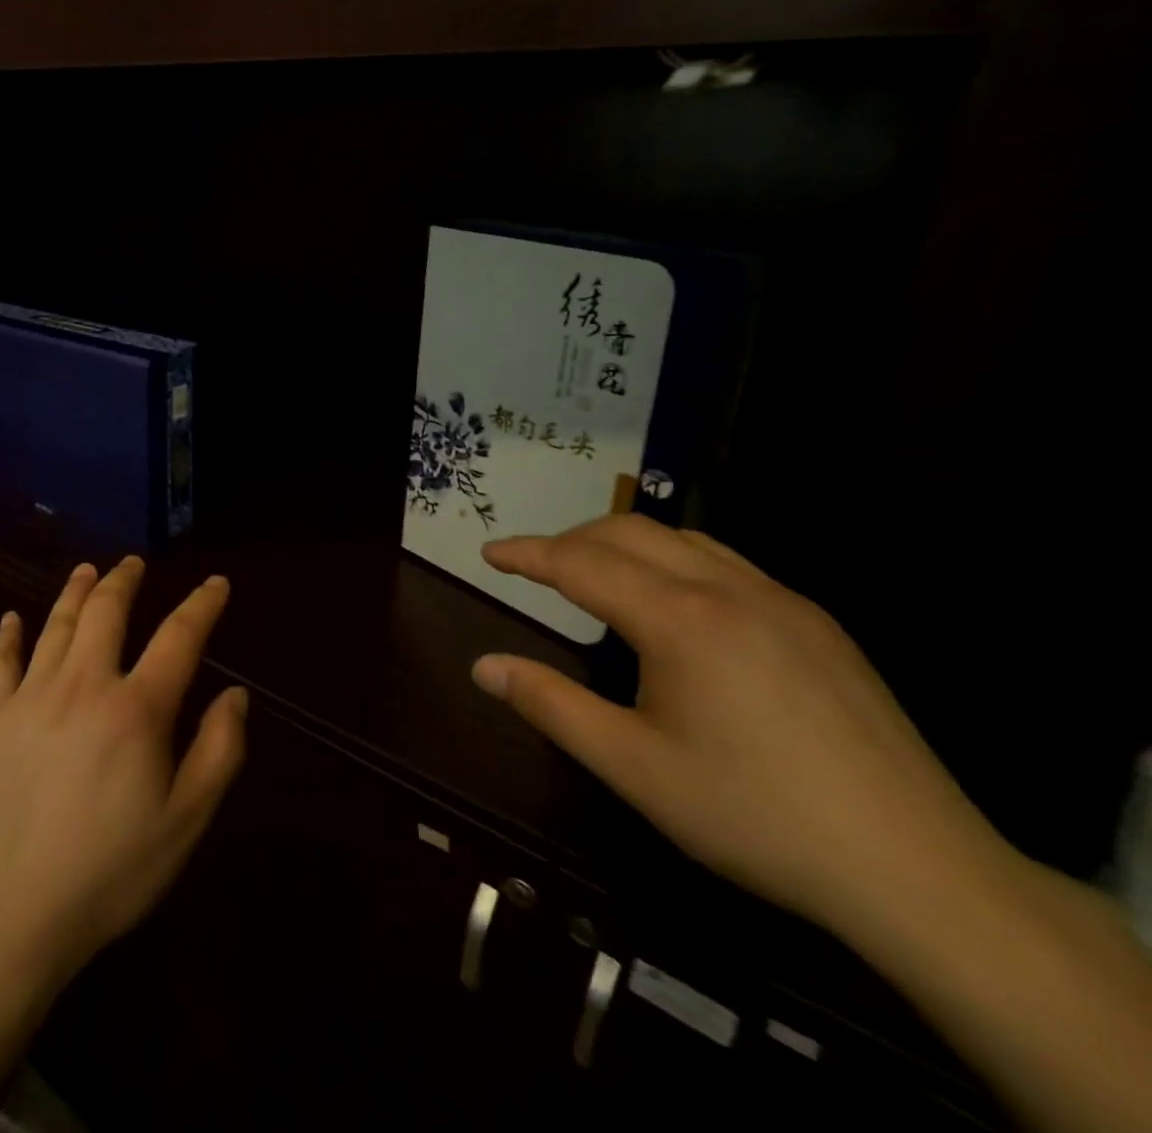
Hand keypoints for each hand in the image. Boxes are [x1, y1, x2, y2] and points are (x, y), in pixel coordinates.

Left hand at [0, 558, 248, 992]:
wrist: (12, 914)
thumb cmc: (111, 871)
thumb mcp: (186, 822)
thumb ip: (219, 751)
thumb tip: (235, 694)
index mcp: (136, 708)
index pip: (179, 636)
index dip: (202, 604)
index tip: (216, 583)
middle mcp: (84, 684)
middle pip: (107, 611)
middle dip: (124, 579)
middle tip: (134, 563)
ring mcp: (31, 697)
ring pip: (57, 625)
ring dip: (75, 591)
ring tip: (87, 570)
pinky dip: (8, 635)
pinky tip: (12, 619)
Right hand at [470, 515, 1010, 938]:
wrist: (920, 871)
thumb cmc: (754, 816)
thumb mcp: (633, 767)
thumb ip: (550, 705)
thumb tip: (483, 666)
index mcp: (680, 620)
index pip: (581, 563)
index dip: (528, 554)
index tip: (489, 553)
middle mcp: (729, 589)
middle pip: (630, 531)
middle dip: (570, 540)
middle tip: (533, 568)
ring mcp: (782, 601)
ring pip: (682, 539)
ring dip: (623, 544)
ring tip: (593, 575)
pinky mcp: (817, 624)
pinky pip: (725, 563)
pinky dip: (673, 560)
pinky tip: (673, 604)